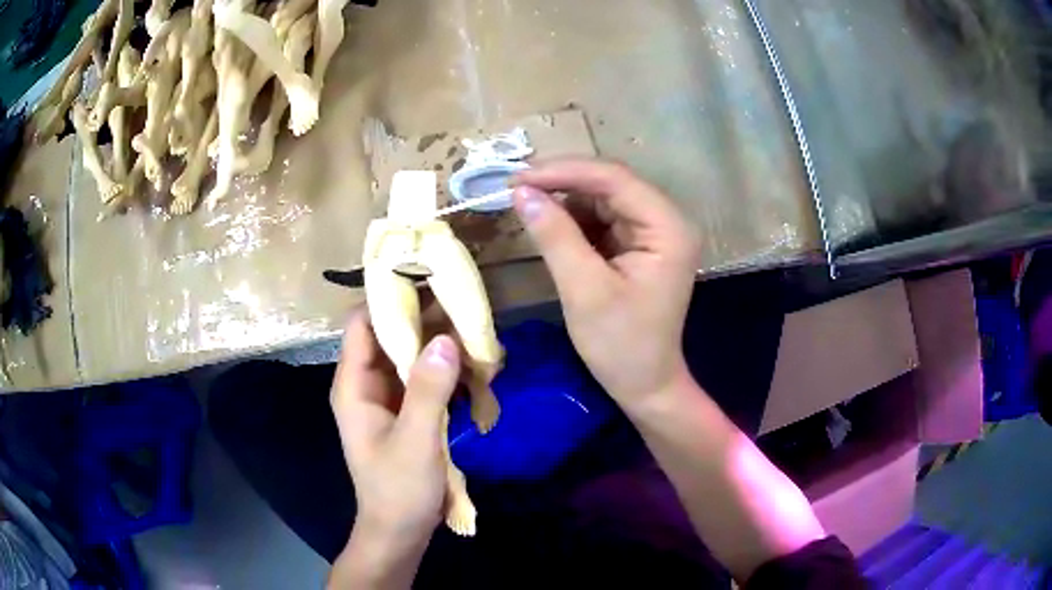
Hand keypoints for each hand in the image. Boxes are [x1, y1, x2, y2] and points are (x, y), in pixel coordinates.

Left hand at [330, 311, 460, 553]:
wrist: (399, 532)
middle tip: (466, 306)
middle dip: (424, 320)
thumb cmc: (398, 490)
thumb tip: (446, 338)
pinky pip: (422, 378)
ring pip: (409, 355)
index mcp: (354, 385)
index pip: (363, 323)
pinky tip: (473, 367)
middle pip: (390, 334)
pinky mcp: (405, 411)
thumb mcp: (415, 441)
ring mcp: (386, 398)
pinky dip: (444, 369)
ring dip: (438, 345)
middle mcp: (366, 383)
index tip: (428, 280)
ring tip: (476, 332)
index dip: (389, 298)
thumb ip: (427, 390)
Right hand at [513, 158, 698, 409]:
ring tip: (525, 205)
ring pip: (602, 198)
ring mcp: (654, 231)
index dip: (564, 171)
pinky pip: (602, 218)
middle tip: (515, 187)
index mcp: (668, 228)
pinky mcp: (638, 244)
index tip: (517, 177)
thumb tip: (521, 192)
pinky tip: (549, 225)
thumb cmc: (621, 346)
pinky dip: (572, 219)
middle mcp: (666, 220)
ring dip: (564, 200)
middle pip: (610, 183)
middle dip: (562, 182)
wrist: (645, 385)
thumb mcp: (584, 290)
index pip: (614, 179)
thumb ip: (555, 236)